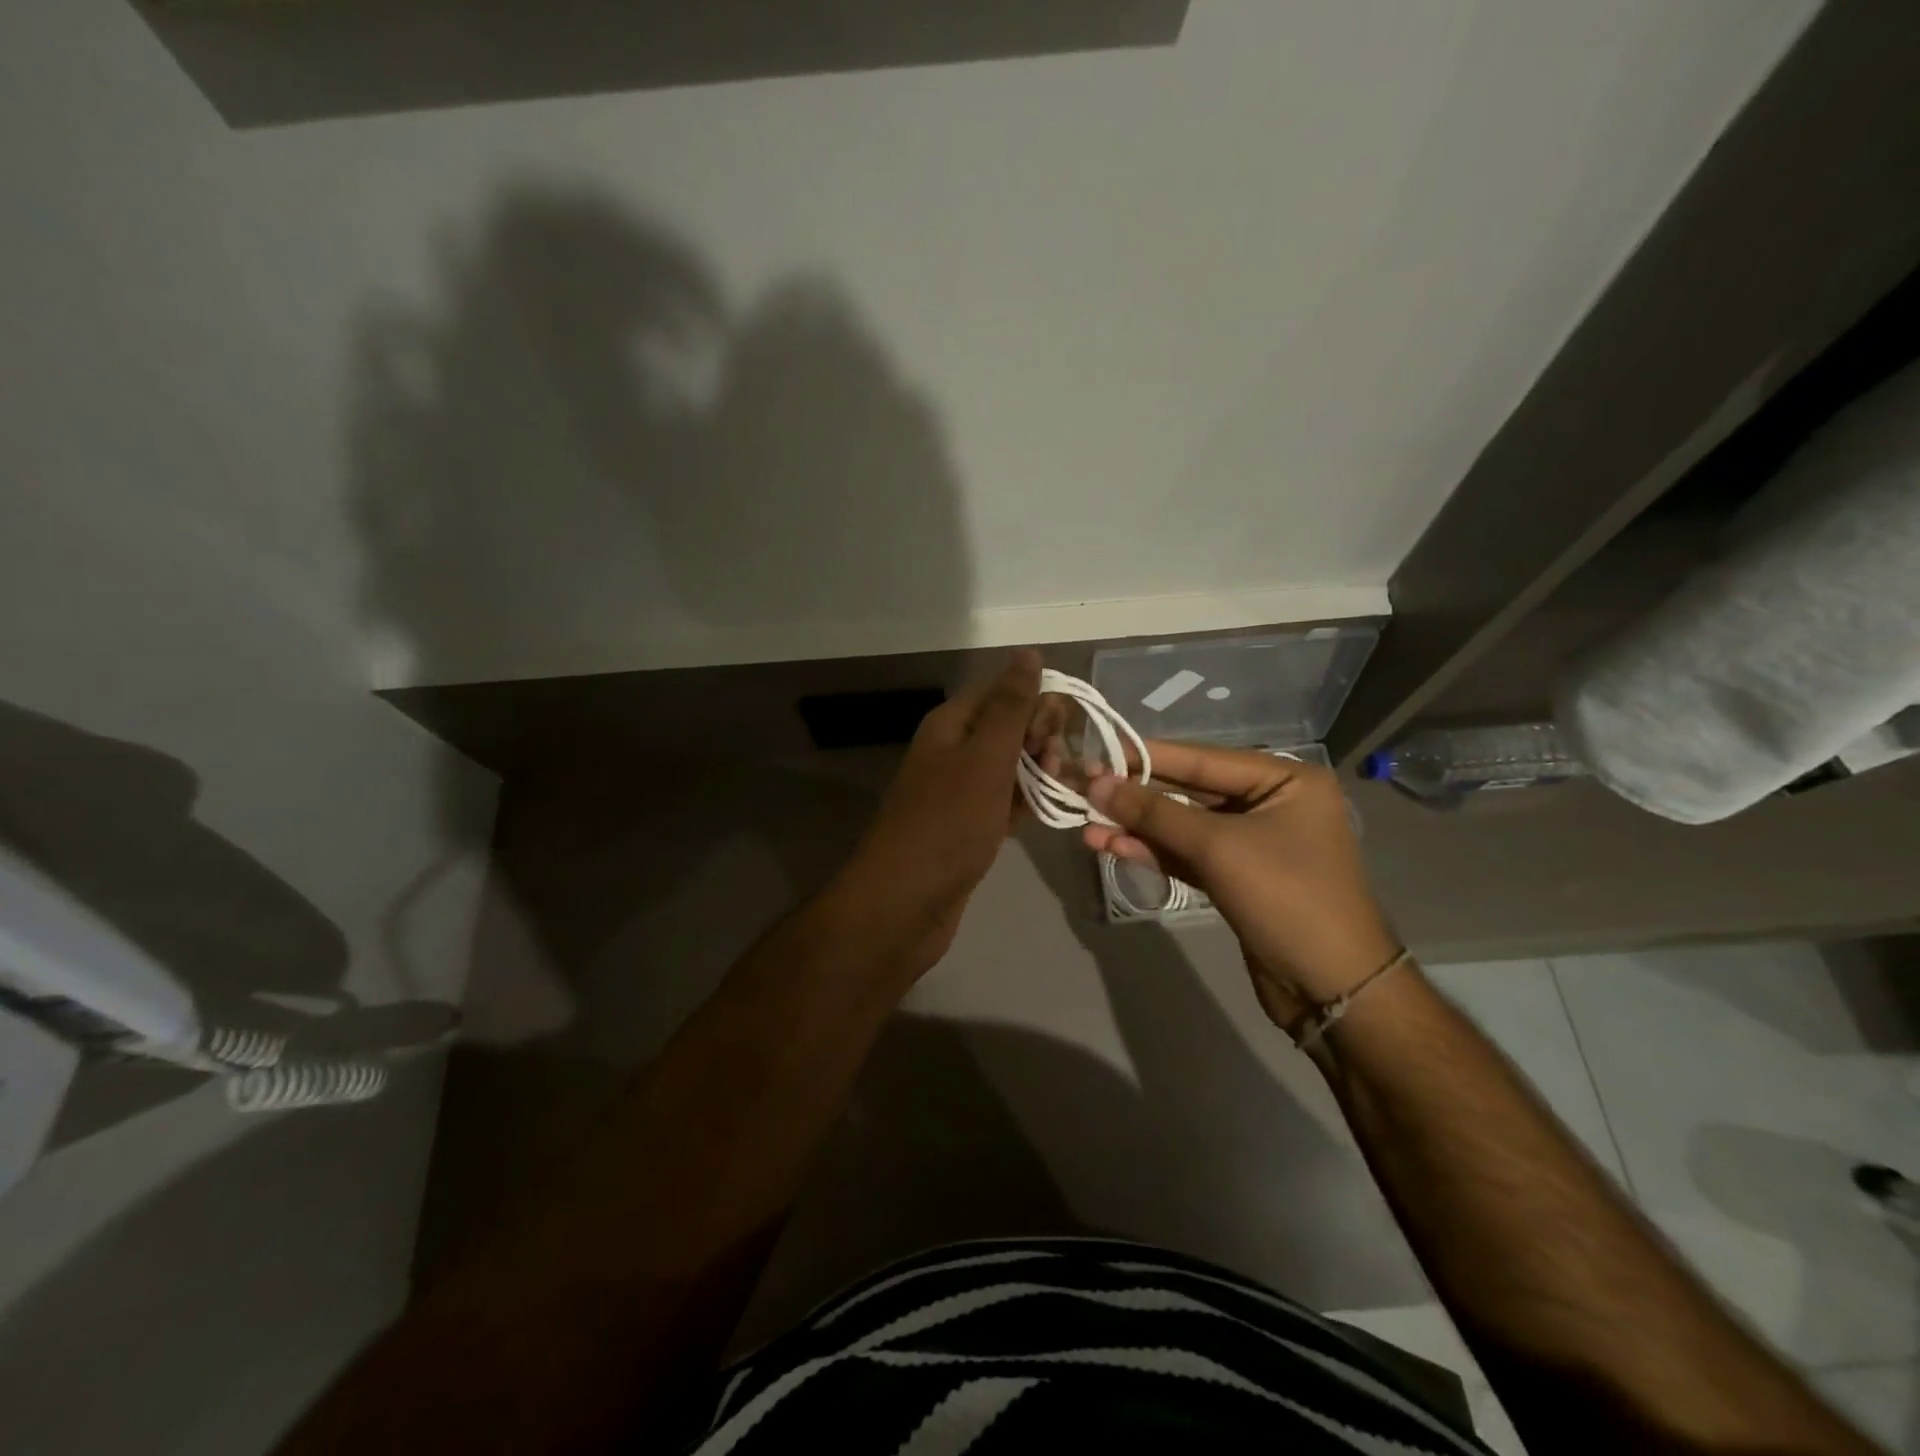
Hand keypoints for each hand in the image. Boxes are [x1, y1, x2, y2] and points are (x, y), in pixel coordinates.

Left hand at [835, 650, 1041, 971]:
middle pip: (1007, 726)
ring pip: (1009, 766)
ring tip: (1060, 790)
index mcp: (951, 724)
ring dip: (1039, 772)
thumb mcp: (985, 758)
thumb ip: (1010, 707)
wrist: (904, 904)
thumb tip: (1029, 652)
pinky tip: (1048, 811)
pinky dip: (1026, 802)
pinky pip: (1004, 801)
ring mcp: (959, 790)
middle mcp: (952, 750)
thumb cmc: (948, 824)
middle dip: (1041, 738)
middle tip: (1057, 767)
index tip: (1065, 730)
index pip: (1002, 690)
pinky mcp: (967, 826)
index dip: (1038, 701)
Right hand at [1084, 743, 1400, 1023]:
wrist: (1332, 988)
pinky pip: (1188, 855)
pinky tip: (1112, 847)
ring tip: (1086, 826)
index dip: (1146, 757)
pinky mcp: (1237, 878)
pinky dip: (1153, 852)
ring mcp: (1253, 844)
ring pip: (1184, 827)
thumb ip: (1154, 813)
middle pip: (1190, 791)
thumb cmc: (1286, 898)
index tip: (1097, 752)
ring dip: (1137, 828)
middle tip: (1084, 790)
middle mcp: (1271, 804)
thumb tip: (1097, 782)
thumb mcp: (1218, 847)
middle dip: (1137, 796)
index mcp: (1286, 780)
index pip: (1203, 758)